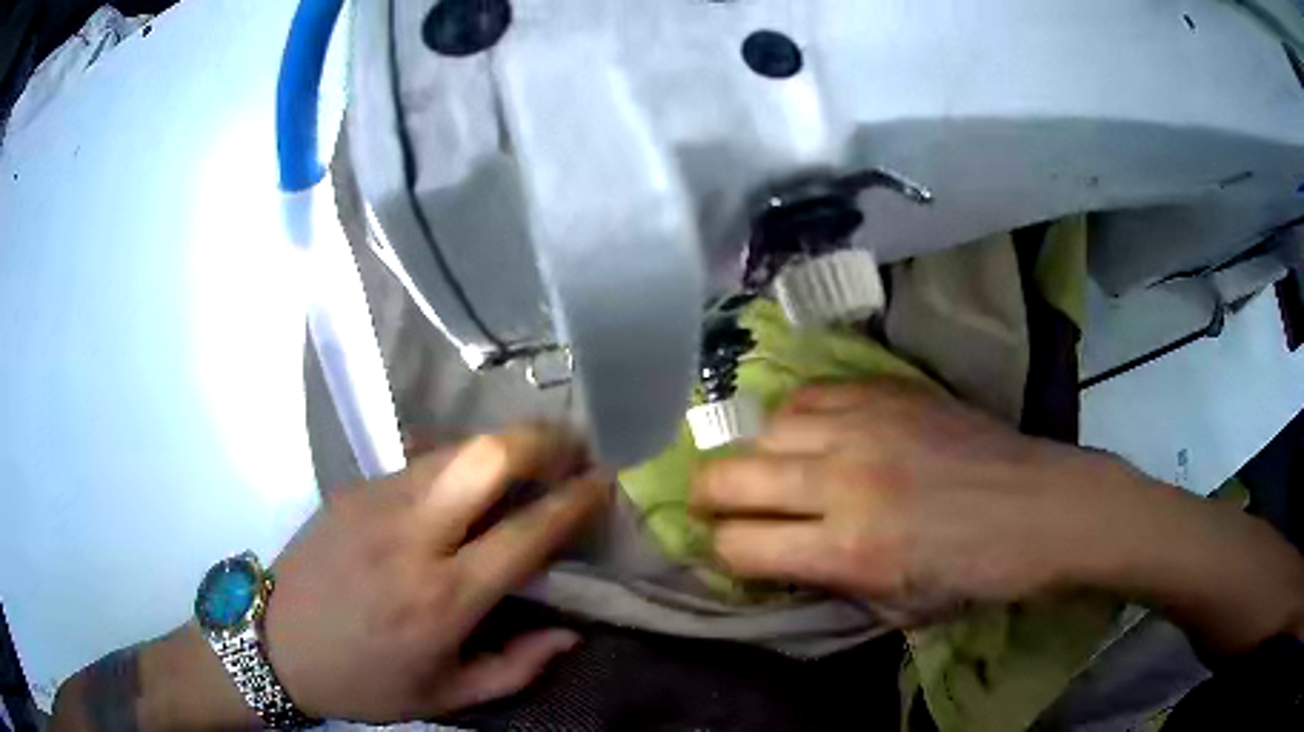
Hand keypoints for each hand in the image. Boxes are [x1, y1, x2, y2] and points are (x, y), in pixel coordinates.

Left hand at [264, 426, 607, 721]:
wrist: (275, 644)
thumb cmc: (365, 680)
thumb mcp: (447, 696)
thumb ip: (517, 667)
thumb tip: (570, 633)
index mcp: (443, 597)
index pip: (526, 532)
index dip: (574, 501)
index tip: (603, 482)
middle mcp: (413, 536)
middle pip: (485, 457)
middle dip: (540, 441)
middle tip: (571, 447)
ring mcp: (377, 501)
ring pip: (452, 447)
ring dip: (499, 445)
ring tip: (526, 459)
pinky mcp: (353, 488)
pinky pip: (418, 461)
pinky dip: (455, 462)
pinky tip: (463, 483)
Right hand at [693, 380, 1097, 622]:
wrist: (1041, 506)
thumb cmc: (976, 573)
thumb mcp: (897, 609)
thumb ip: (829, 582)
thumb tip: (780, 558)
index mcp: (850, 549)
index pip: (738, 543)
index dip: (723, 553)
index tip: (735, 552)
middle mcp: (844, 480)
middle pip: (730, 474)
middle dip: (710, 496)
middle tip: (719, 504)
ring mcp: (866, 425)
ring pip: (764, 426)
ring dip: (757, 453)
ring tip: (775, 467)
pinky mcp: (888, 391)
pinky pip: (811, 394)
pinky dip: (797, 417)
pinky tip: (814, 433)